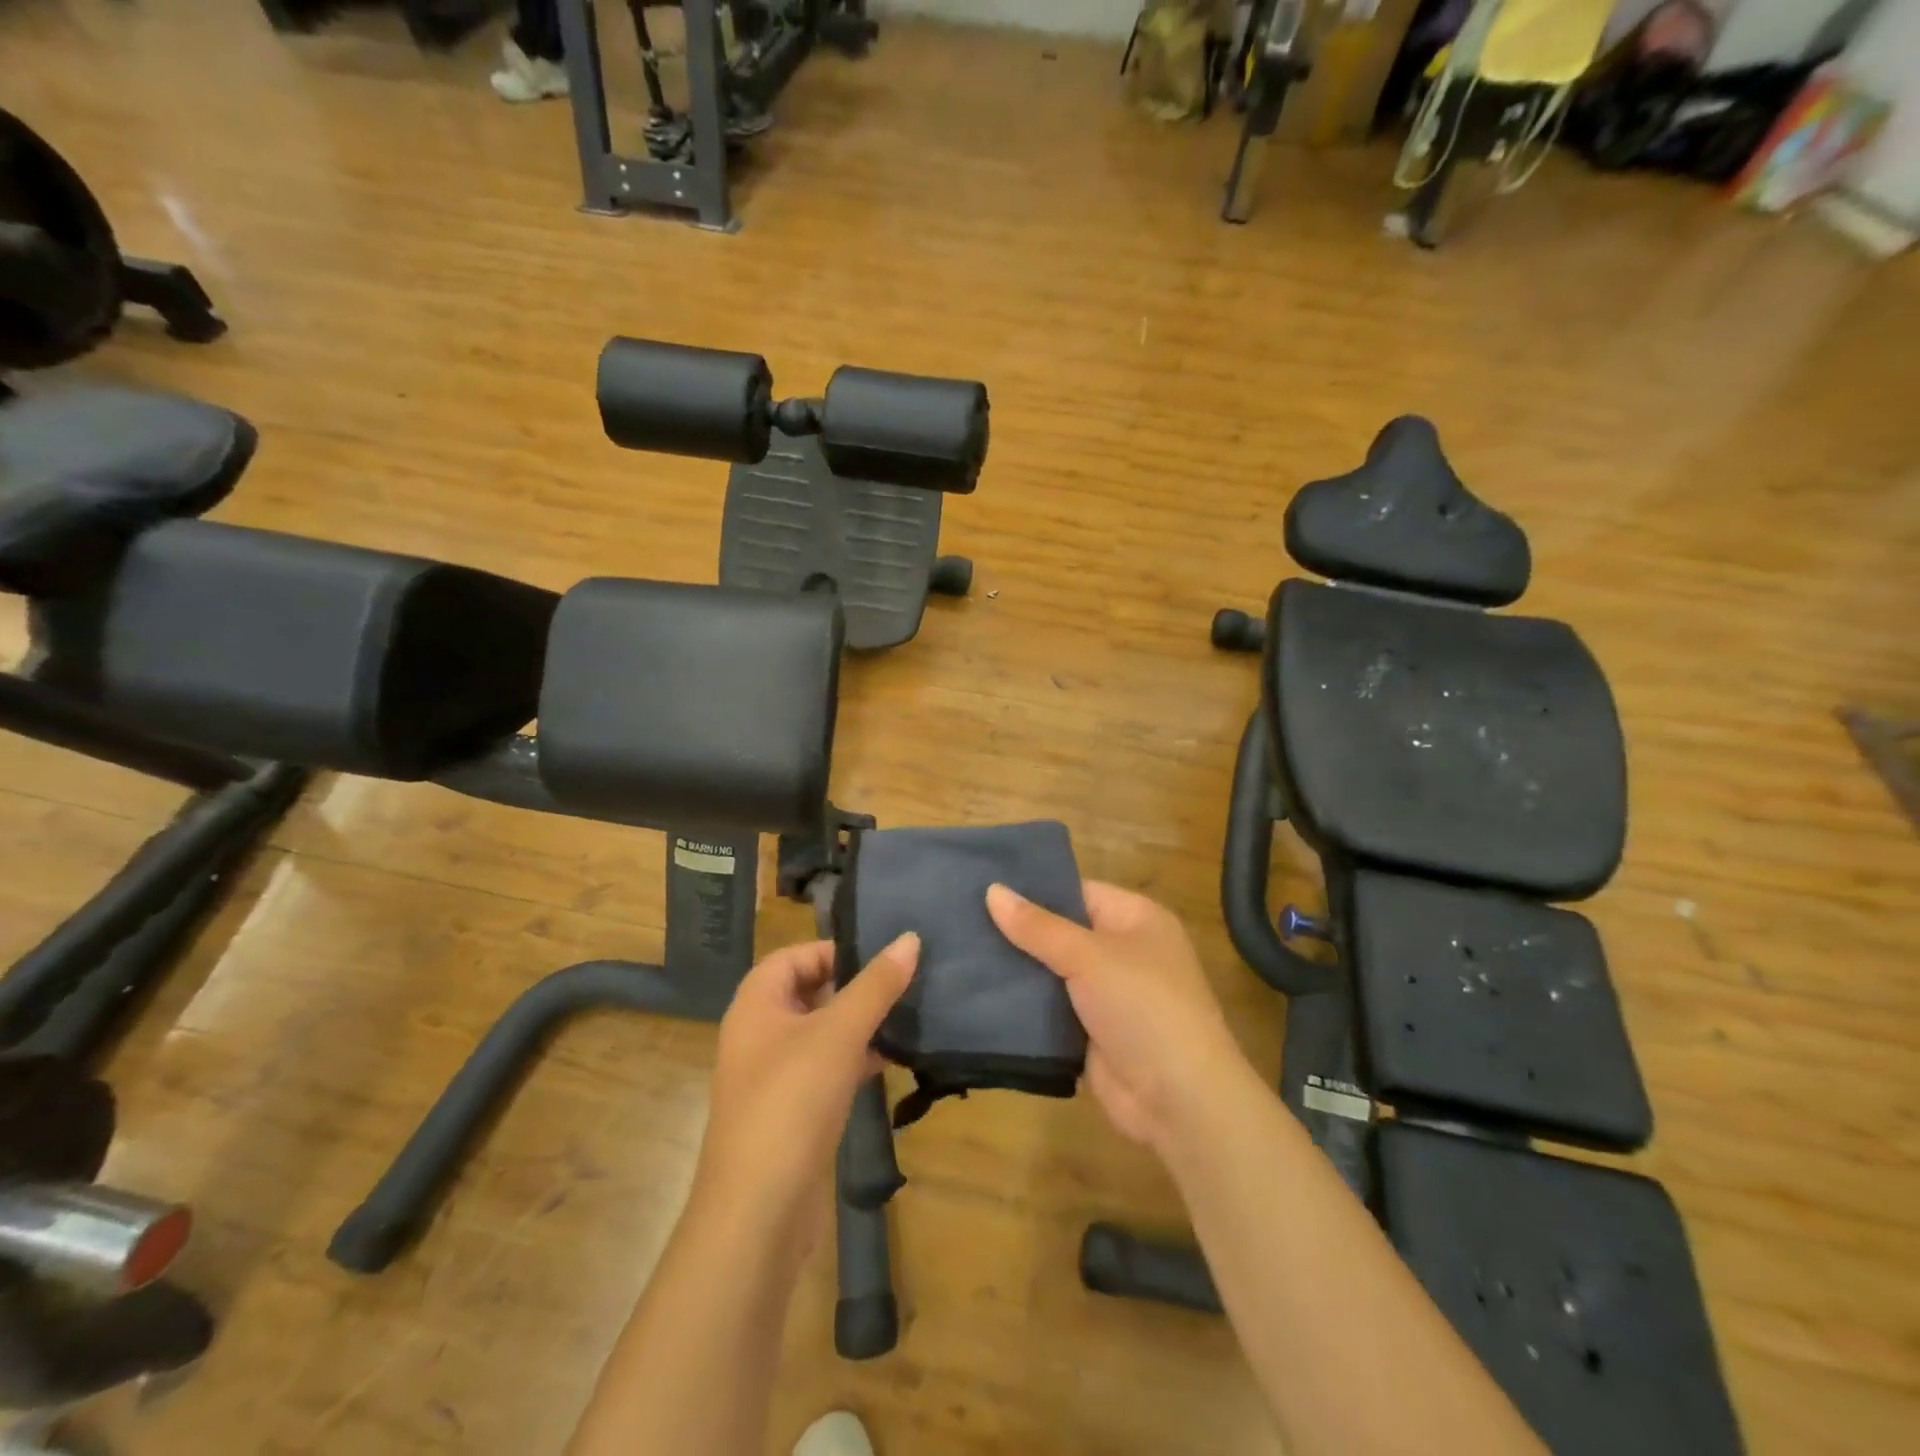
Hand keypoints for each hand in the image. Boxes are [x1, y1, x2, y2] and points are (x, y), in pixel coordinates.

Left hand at [694, 934, 918, 1253]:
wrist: (758, 1213)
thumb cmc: (791, 1102)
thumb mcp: (838, 1034)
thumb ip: (876, 985)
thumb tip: (910, 938)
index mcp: (756, 1004)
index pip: (795, 955)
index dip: (836, 950)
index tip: (882, 957)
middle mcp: (760, 1033)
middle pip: (810, 991)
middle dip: (855, 986)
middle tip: (905, 981)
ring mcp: (775, 1075)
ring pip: (823, 1032)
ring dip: (861, 1024)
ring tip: (909, 1015)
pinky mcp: (793, 1111)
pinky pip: (828, 1069)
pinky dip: (857, 1059)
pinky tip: (894, 1059)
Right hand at [987, 882, 1243, 1152]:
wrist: (1178, 1099)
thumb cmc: (1142, 1006)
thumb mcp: (1089, 956)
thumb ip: (1038, 927)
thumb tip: (992, 890)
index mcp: (1135, 919)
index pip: (1077, 892)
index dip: (1034, 890)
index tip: (984, 887)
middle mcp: (1123, 951)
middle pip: (1061, 932)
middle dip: (1018, 931)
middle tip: (960, 920)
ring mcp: (1107, 995)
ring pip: (1052, 973)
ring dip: (1017, 970)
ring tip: (959, 953)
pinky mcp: (1091, 1032)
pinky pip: (1051, 1010)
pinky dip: (1024, 1006)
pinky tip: (979, 994)